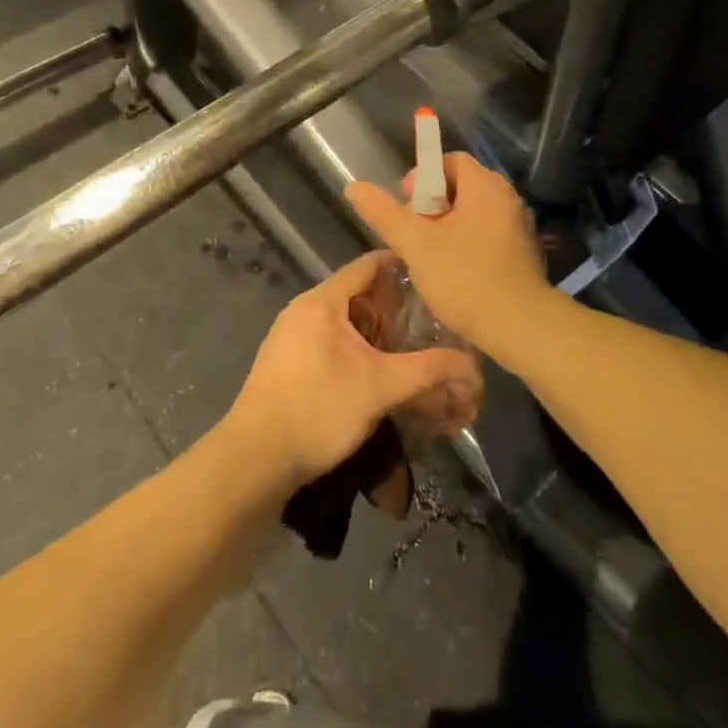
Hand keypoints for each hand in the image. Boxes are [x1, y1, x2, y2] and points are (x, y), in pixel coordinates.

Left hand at [222, 252, 480, 492]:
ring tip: (410, 350)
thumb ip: (429, 371)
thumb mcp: (380, 388)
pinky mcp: (286, 365)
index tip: (435, 278)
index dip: (403, 267)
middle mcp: (303, 311)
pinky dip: (356, 350)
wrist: (254, 462)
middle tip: (431, 322)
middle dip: (394, 308)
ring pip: (344, 322)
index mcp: (322, 302)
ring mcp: (290, 338)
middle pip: (358, 294)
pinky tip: (376, 374)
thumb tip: (473, 368)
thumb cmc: (318, 410)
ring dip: (376, 333)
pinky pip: (329, 343)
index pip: (368, 265)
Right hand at [345, 153, 554, 357]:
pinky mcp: (523, 250)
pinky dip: (467, 241)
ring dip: (448, 226)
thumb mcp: (416, 245)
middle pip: (460, 185)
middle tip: (414, 234)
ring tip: (429, 254)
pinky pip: (488, 232)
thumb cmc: (465, 278)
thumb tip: (354, 186)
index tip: (406, 208)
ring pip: (473, 211)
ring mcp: (518, 223)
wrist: (520, 326)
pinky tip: (454, 270)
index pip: (449, 161)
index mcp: (484, 185)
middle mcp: (505, 196)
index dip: (421, 179)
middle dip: (431, 206)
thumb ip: (385, 214)